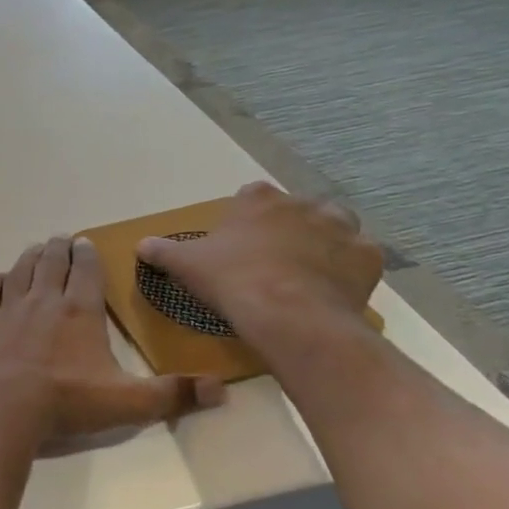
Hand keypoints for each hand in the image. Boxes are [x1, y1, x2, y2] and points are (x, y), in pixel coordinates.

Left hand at [0, 235, 223, 446]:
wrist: (1, 411)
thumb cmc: (65, 403)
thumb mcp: (127, 403)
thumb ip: (172, 395)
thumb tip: (221, 389)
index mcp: (79, 311)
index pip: (85, 271)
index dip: (86, 254)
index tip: (85, 242)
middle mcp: (43, 301)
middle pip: (51, 262)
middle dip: (58, 248)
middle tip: (61, 239)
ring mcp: (9, 310)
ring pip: (20, 271)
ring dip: (30, 257)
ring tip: (36, 249)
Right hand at [136, 182, 381, 339]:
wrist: (287, 313)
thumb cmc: (231, 280)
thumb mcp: (185, 265)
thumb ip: (163, 251)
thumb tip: (140, 245)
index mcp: (258, 200)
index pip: (251, 195)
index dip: (245, 217)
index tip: (237, 240)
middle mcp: (303, 204)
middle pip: (297, 208)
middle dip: (289, 226)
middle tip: (273, 258)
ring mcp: (341, 228)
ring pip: (336, 226)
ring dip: (324, 242)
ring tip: (306, 271)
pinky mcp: (367, 257)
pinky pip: (359, 258)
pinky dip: (348, 269)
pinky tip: (332, 288)